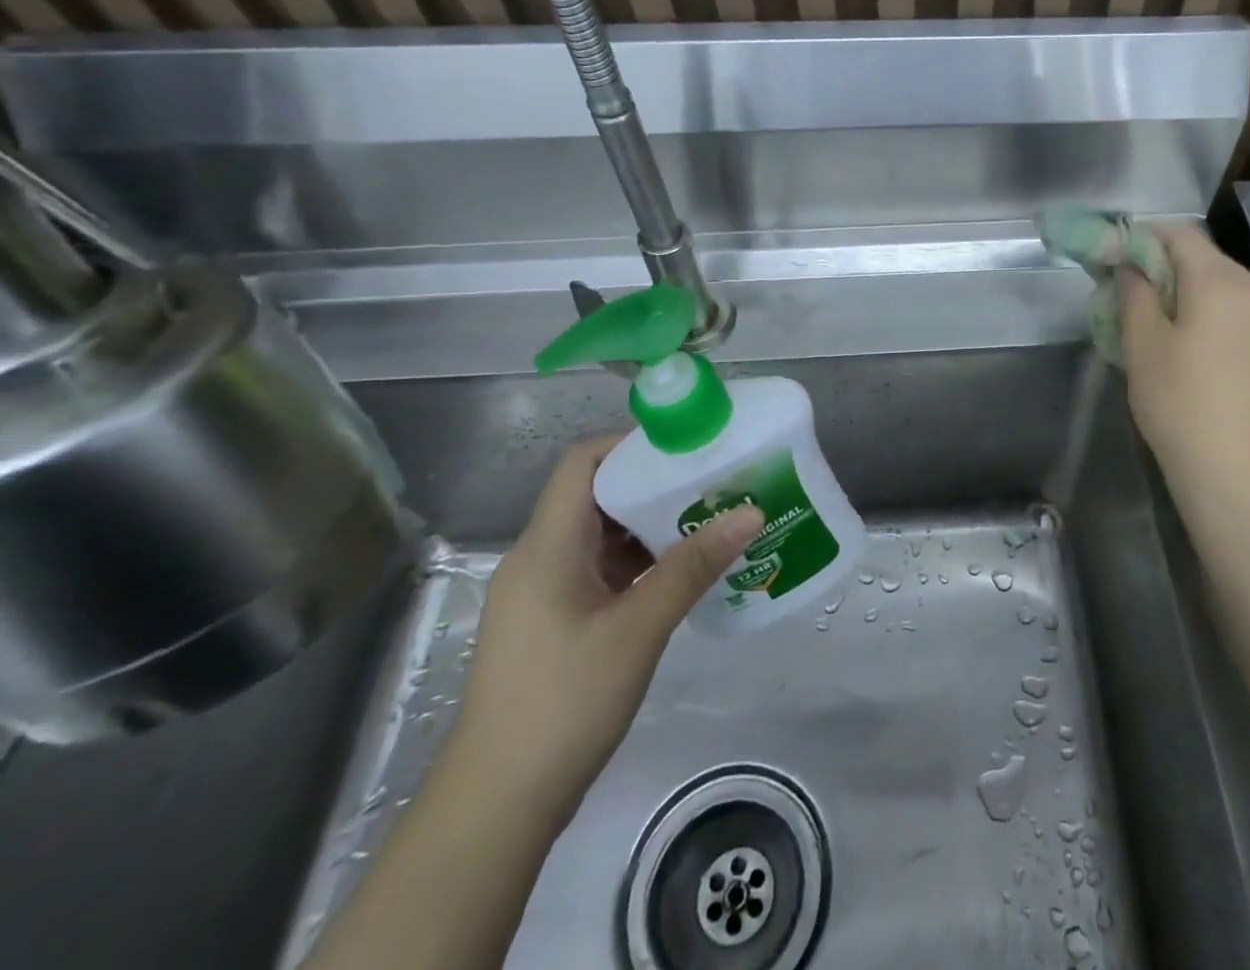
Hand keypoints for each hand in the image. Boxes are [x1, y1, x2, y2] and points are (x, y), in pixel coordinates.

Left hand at [448, 436, 762, 826]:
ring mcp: (544, 593)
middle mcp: (540, 558)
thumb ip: (693, 568)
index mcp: (547, 547)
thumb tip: (750, 512)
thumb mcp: (637, 630)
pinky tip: (683, 572)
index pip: (583, 463)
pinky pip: (601, 569)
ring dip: (651, 525)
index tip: (689, 445)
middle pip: (597, 494)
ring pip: (602, 534)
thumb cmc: (563, 704)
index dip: (632, 443)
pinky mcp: (554, 621)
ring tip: (709, 520)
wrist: (498, 806)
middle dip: (655, 483)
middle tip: (713, 481)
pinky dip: (640, 561)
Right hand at [1118, 226, 1249, 498]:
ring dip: (1186, 294)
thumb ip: (1134, 293)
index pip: (1179, 233)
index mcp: (1222, 282)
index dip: (1140, 237)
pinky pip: (1239, 317)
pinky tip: (1189, 352)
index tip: (1111, 258)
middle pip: (1204, 259)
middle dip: (1162, 266)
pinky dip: (1209, 317)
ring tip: (1154, 326)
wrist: (1245, 480)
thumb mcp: (1143, 345)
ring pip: (1223, 289)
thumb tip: (1130, 265)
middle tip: (1126, 294)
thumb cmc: (1182, 405)